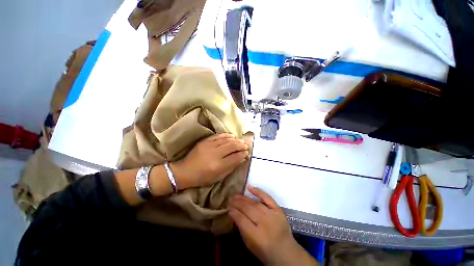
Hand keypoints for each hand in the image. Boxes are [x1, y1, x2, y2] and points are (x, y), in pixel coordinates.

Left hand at [171, 133, 248, 188]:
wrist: (185, 171)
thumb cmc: (203, 177)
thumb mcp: (218, 177)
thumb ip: (231, 167)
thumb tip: (242, 159)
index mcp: (218, 166)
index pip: (235, 157)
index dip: (242, 154)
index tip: (247, 152)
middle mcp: (215, 154)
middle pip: (232, 146)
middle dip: (241, 145)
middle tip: (245, 145)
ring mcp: (209, 146)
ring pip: (226, 140)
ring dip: (235, 140)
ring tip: (240, 140)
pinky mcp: (205, 141)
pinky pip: (218, 136)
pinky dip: (226, 135)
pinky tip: (231, 136)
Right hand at [229, 186, 316, 265]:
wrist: (286, 252)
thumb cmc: (265, 251)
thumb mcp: (250, 245)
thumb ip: (241, 228)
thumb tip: (233, 213)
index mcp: (256, 236)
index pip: (241, 219)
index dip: (234, 212)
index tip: (228, 207)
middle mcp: (265, 223)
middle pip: (248, 209)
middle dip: (237, 203)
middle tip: (230, 199)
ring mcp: (272, 215)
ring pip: (255, 203)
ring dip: (244, 198)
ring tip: (237, 195)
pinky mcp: (278, 209)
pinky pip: (267, 198)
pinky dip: (258, 191)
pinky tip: (249, 187)